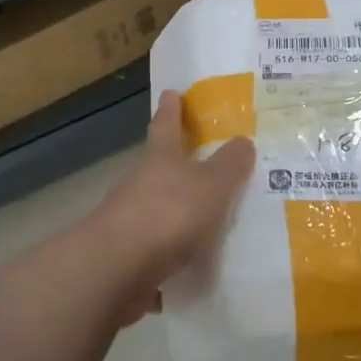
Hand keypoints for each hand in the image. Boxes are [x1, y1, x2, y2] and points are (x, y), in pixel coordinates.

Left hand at [89, 91, 254, 312]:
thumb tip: (243, 140)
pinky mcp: (128, 256)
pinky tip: (192, 265)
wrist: (117, 269)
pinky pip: (157, 248)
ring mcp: (130, 220)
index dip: (171, 108)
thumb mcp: (211, 185)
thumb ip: (228, 165)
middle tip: (202, 159)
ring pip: (157, 207)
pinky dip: (172, 252)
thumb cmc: (168, 213)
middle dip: (176, 161)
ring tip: (208, 218)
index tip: (171, 92)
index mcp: (160, 158)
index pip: (166, 124)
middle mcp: (140, 183)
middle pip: (159, 165)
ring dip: (176, 210)